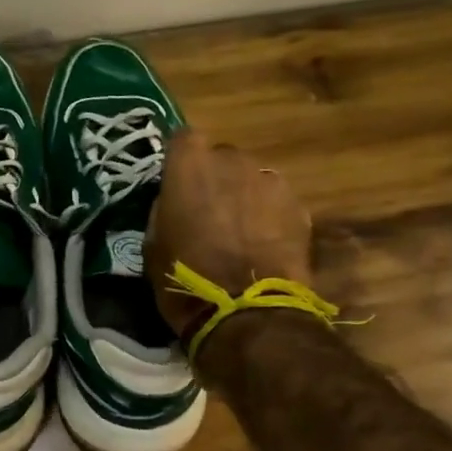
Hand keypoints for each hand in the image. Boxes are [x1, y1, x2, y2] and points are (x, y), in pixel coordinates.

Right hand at [146, 128, 313, 339]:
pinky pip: (276, 201)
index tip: (177, 180)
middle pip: (222, 157)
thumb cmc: (184, 277)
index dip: (181, 158)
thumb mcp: (153, 243)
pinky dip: (269, 215)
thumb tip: (173, 201)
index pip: (183, 137)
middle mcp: (232, 161)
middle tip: (208, 211)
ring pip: (252, 178)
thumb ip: (164, 209)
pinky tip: (262, 244)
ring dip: (244, 195)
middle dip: (215, 178)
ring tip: (239, 231)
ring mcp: (270, 181)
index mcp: (190, 166)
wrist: (245, 313)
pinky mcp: (298, 207)